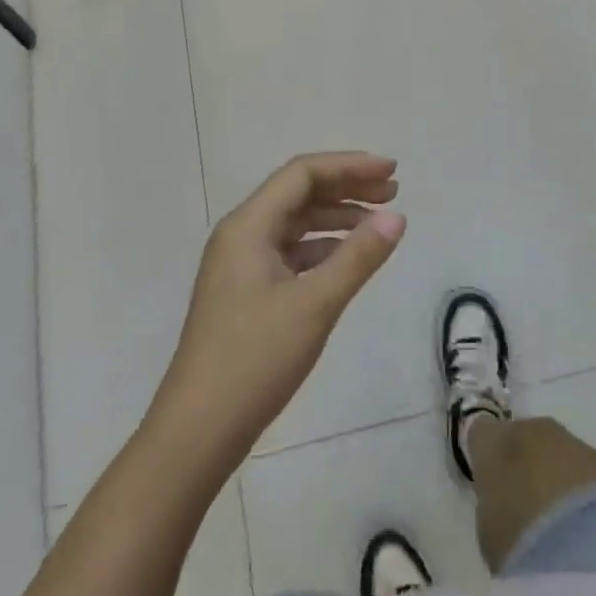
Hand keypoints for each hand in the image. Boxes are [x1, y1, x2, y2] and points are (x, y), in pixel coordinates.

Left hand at [153, 153, 405, 468]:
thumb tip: (396, 217)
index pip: (302, 174)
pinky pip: (290, 253)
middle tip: (393, 191)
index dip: (349, 166)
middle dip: (346, 187)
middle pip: (298, 194)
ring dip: (336, 217)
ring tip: (379, 223)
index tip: (391, 171)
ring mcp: (241, 265)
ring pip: (295, 224)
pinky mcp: (246, 293)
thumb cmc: (255, 360)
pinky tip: (348, 259)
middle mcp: (241, 235)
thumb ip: (358, 257)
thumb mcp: (315, 304)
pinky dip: (322, 249)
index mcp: (248, 226)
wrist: (199, 429)